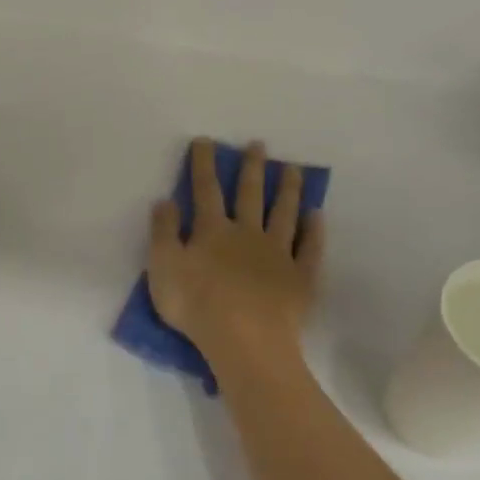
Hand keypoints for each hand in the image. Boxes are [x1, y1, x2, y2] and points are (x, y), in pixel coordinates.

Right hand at [147, 139, 324, 365]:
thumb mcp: (163, 267)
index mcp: (212, 231)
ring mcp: (278, 254)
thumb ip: (163, 232)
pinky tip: (317, 216)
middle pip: (250, 195)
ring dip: (288, 191)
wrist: (244, 339)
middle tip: (259, 145)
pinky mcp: (300, 277)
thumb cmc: (196, 304)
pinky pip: (310, 248)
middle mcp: (247, 234)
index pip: (205, 190)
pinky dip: (314, 231)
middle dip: (252, 168)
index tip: (205, 141)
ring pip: (284, 214)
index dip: (203, 165)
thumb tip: (165, 200)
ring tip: (294, 170)